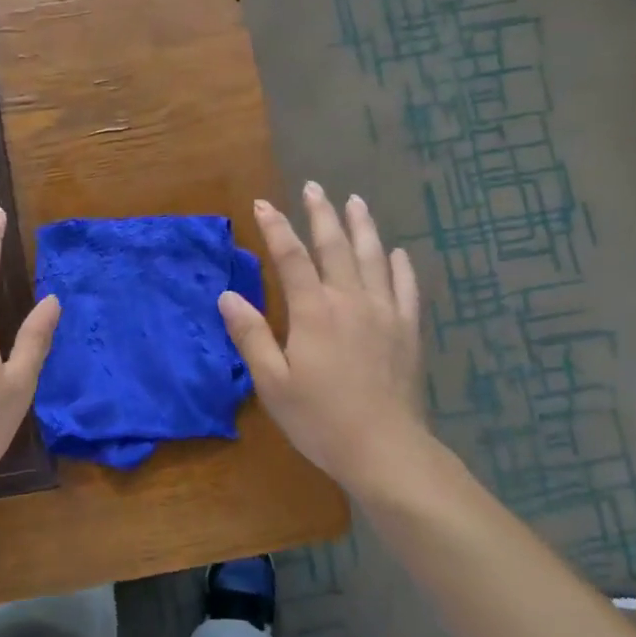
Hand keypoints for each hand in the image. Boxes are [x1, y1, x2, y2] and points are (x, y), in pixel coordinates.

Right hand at [218, 183, 428, 497]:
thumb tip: (228, 295)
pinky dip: (400, 266)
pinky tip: (397, 252)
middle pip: (336, 247)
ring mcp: (385, 313)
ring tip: (355, 202)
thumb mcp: (273, 383)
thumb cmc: (320, 419)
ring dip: (362, 227)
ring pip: (374, 258)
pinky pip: (406, 288)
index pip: (292, 258)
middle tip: (314, 187)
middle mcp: (351, 301)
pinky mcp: (408, 331)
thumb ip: (251, 336)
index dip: (276, 228)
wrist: (384, 449)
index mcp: (314, 312)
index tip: (263, 203)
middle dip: (321, 214)